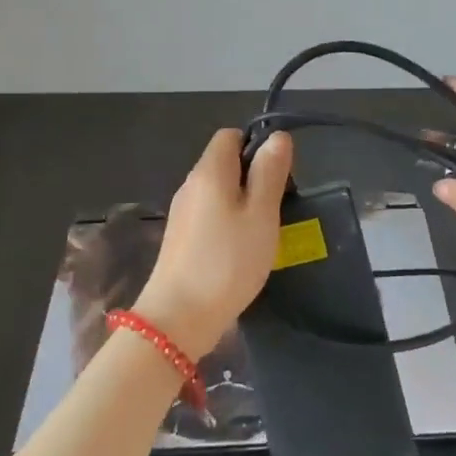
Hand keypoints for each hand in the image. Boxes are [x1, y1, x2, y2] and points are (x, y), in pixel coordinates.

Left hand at [134, 128, 293, 356]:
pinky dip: (228, 223)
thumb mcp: (261, 214)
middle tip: (276, 209)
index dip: (256, 146)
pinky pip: (210, 215)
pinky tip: (241, 250)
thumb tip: (277, 137)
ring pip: (219, 192)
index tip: (278, 175)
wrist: (178, 319)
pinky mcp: (181, 238)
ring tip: (263, 232)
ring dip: (243, 203)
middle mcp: (191, 185)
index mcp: (209, 171)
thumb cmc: (227, 261)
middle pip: (225, 163)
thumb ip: (269, 173)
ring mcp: (182, 213)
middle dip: (253, 177)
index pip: (230, 136)